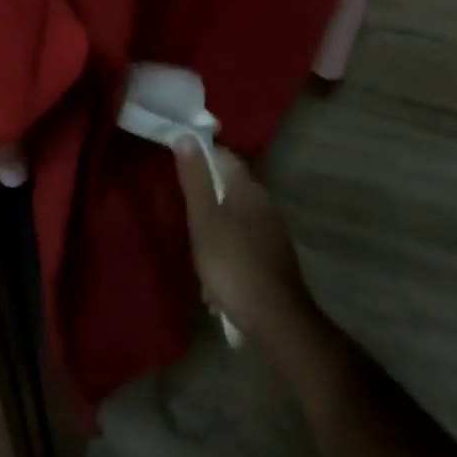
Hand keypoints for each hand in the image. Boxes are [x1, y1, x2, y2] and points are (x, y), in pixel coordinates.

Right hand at [174, 141, 314, 341]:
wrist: (277, 320)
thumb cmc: (233, 264)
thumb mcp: (204, 220)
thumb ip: (195, 180)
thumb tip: (186, 137)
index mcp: (248, 189)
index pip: (223, 157)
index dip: (201, 158)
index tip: (180, 169)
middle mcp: (264, 204)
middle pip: (227, 191)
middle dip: (205, 206)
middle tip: (187, 226)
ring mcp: (272, 233)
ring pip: (234, 223)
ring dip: (214, 239)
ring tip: (200, 266)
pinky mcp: (274, 260)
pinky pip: (243, 249)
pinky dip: (228, 261)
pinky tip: (217, 289)